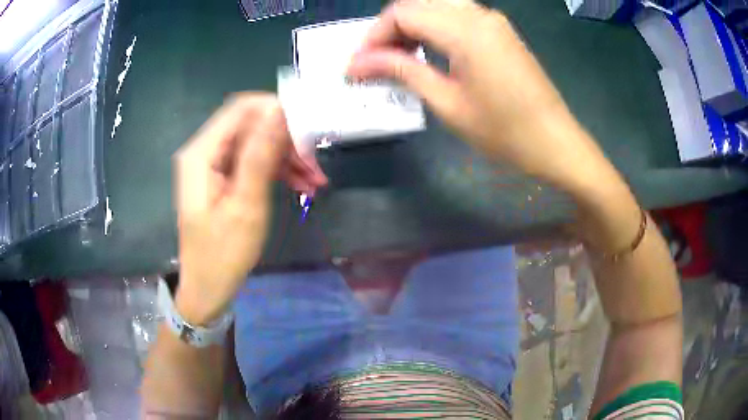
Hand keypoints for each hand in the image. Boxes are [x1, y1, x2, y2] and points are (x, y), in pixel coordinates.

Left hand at [173, 93, 326, 325]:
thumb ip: (260, 155)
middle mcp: (204, 151)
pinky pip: (254, 162)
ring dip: (287, 158)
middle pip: (251, 125)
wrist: (208, 289)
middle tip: (316, 164)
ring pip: (257, 144)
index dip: (276, 110)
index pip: (242, 108)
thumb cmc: (223, 254)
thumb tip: (279, 110)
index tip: (308, 129)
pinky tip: (303, 186)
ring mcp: (213, 165)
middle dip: (286, 140)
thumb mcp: (245, 205)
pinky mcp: (223, 178)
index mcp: (201, 153)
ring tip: (316, 181)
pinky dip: (278, 171)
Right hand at [348, 0, 611, 189]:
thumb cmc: (504, 132)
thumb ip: (403, 71)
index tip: (359, 65)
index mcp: (465, 29)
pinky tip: (428, 52)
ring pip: (436, 6)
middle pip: (417, 4)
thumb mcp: (448, 103)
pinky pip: (457, 16)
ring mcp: (492, 20)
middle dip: (389, 30)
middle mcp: (478, 14)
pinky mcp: (500, 30)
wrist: (556, 142)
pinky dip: (434, 28)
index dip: (373, 36)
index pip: (402, 13)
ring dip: (411, 27)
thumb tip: (358, 63)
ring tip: (398, 58)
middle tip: (375, 62)